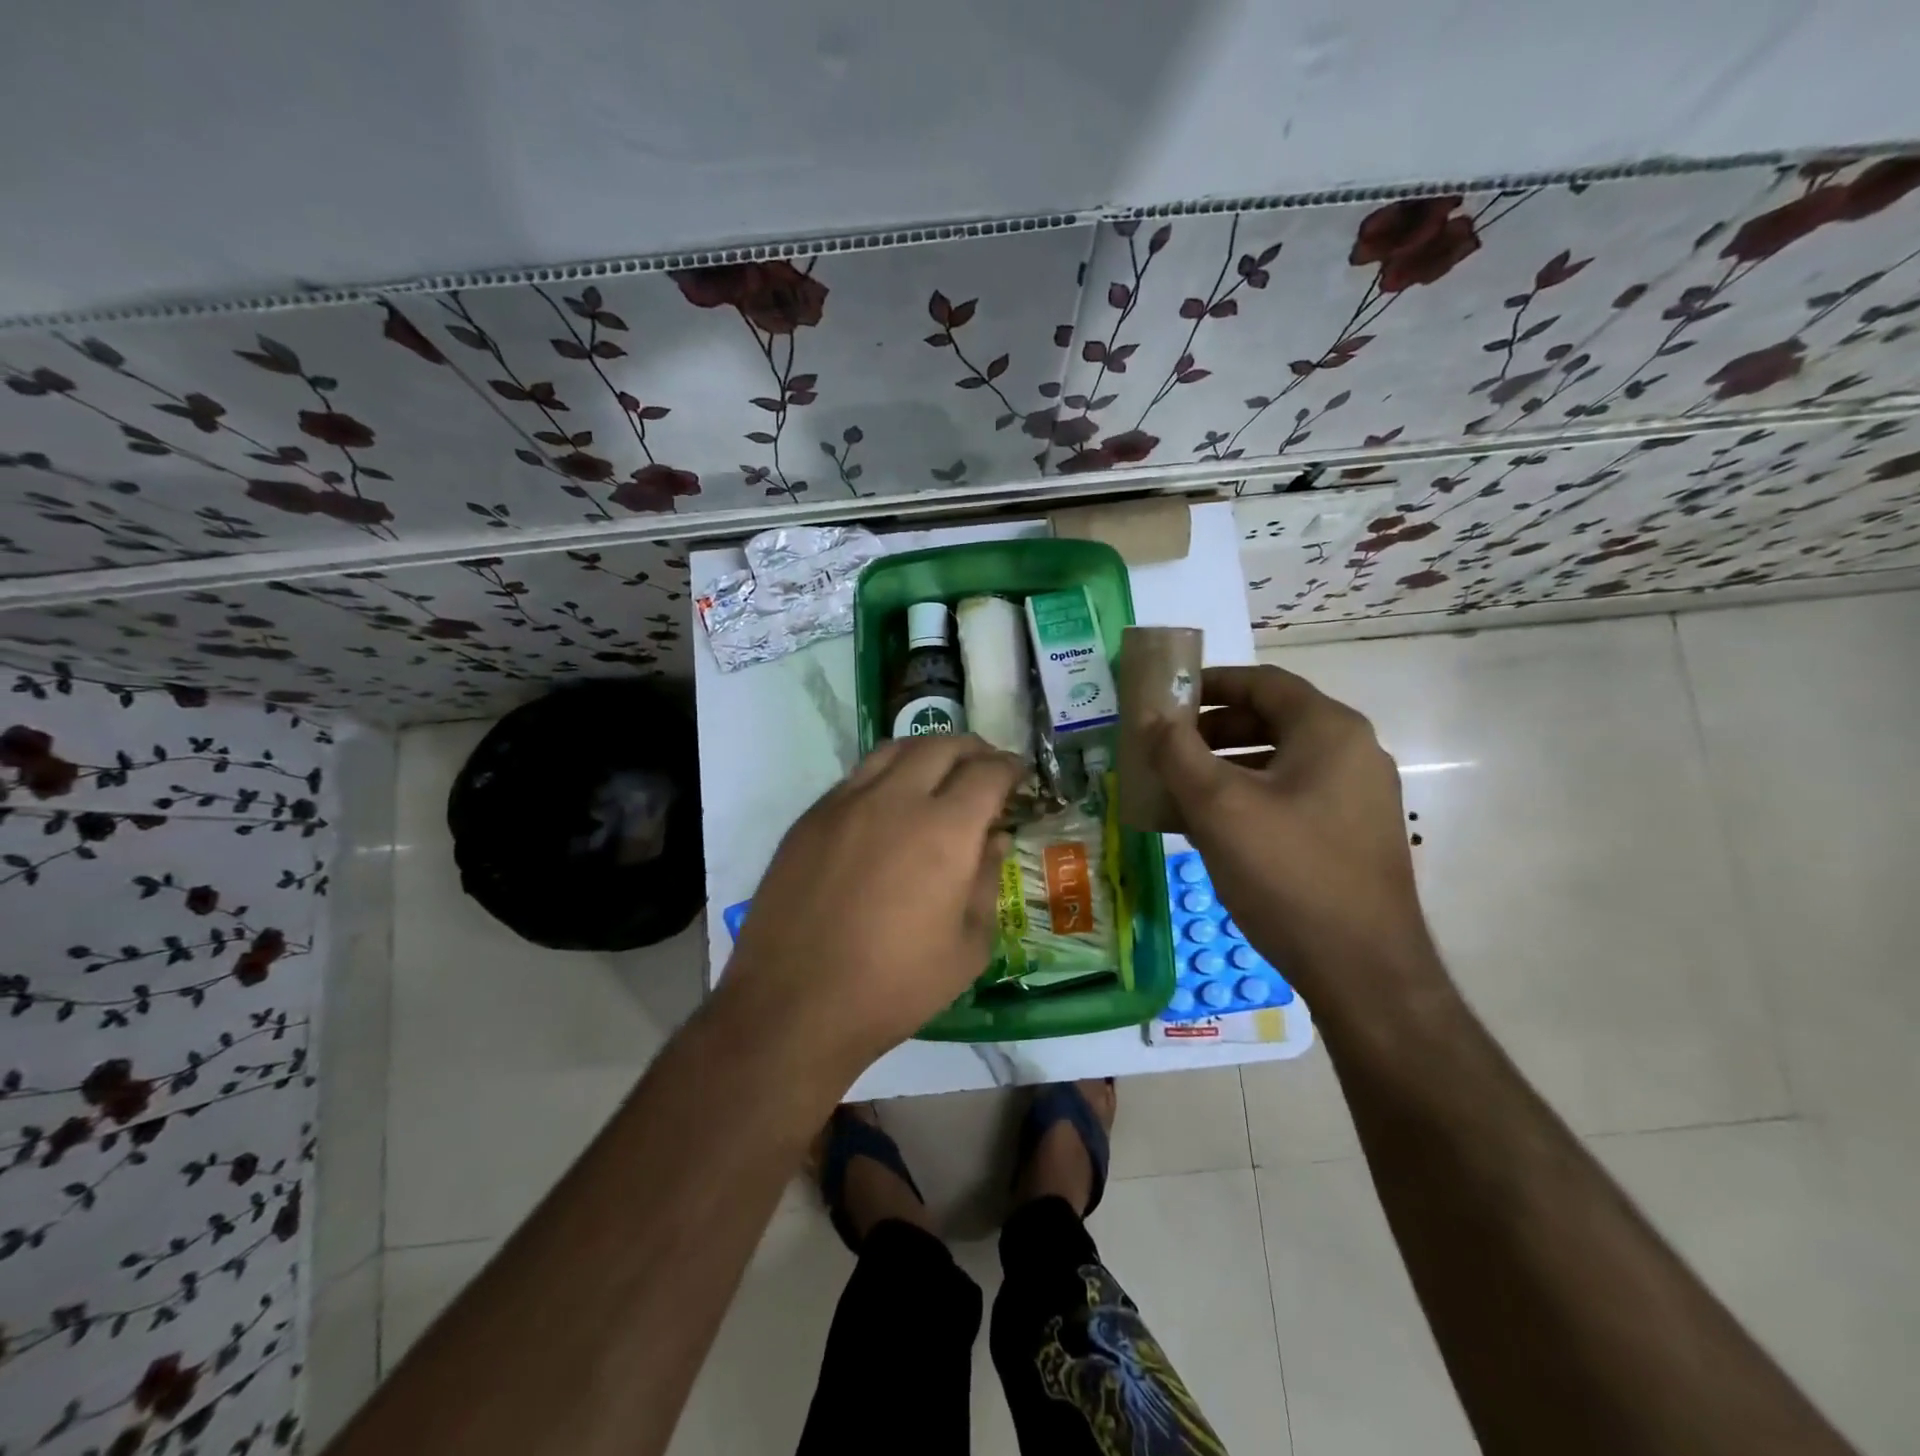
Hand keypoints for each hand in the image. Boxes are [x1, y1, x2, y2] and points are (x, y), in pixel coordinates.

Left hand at [720, 734, 1022, 1085]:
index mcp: (944, 831)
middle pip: (940, 745)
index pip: (987, 773)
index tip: (1018, 775)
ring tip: (938, 771)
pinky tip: (888, 804)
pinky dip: (886, 775)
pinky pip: (856, 777)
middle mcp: (894, 800)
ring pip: (893, 749)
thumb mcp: (968, 947)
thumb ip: (987, 882)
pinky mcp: (810, 819)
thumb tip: (993, 840)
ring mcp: (845, 803)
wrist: (794, 1005)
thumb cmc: (894, 986)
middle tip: (984, 767)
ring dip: (926, 751)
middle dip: (972, 749)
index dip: (1010, 768)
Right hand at [1149, 665, 1438, 1004]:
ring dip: (1223, 768)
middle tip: (1164, 748)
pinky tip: (1210, 828)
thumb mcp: (1218, 807)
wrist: (1363, 970)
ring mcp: (1356, 797)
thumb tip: (1151, 716)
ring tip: (1176, 790)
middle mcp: (1352, 753)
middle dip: (1210, 731)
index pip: (1262, 683)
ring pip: (1277, 763)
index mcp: (1329, 731)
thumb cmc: (1288, 873)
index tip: (1165, 699)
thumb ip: (1178, 752)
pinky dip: (1247, 798)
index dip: (1209, 683)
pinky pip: (1289, 798)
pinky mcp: (1350, 835)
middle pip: (1270, 721)